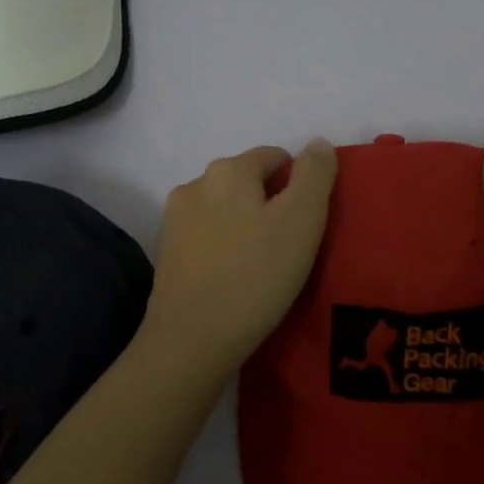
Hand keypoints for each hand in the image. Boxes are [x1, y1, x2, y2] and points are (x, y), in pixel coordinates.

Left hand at [143, 140, 339, 375]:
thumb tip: (317, 143)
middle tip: (289, 245)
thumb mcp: (302, 220)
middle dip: (270, 203)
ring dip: (245, 224)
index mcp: (229, 170)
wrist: (191, 341)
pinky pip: (206, 236)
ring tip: (262, 264)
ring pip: (224, 208)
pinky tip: (235, 276)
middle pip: (247, 181)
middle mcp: (195, 184)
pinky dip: (223, 246)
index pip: (274, 157)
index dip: (298, 184)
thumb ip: (314, 175)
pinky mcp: (165, 252)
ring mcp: (174, 219)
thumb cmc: (256, 276)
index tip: (308, 222)